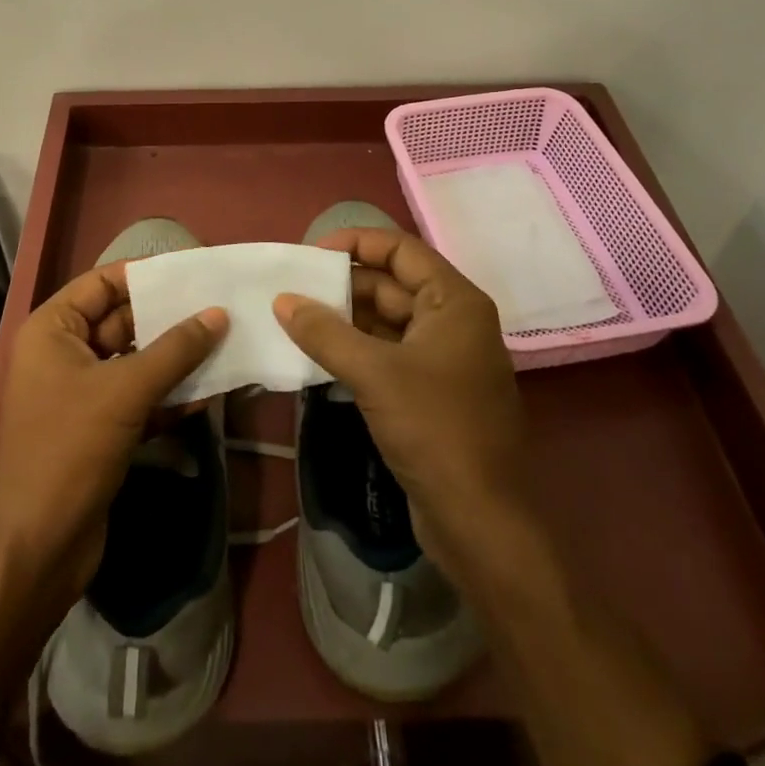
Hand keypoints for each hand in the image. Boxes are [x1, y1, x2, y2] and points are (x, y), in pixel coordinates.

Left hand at [0, 263, 225, 606]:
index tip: (193, 269)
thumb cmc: (69, 450)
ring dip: (176, 358)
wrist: (34, 551)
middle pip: (122, 322)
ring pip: (136, 362)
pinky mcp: (99, 431)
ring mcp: (81, 395)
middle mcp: (63, 355)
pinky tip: (210, 392)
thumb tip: (218, 314)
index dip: (146, 274)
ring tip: (225, 342)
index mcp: (52, 331)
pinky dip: (169, 396)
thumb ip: (175, 350)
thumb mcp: (125, 392)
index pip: (102, 284)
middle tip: (220, 306)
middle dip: (169, 318)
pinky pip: (140, 399)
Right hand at [275, 228, 532, 577]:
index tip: (309, 254)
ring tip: (296, 319)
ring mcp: (443, 359)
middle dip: (343, 285)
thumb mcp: (375, 374)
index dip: (355, 243)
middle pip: (392, 284)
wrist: (481, 522)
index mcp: (454, 302)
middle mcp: (453, 321)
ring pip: (387, 321)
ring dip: (345, 319)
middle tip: (292, 289)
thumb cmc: (436, 430)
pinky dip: (355, 349)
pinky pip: (387, 354)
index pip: (400, 250)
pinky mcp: (430, 392)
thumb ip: (325, 332)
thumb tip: (283, 300)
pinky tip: (318, 355)